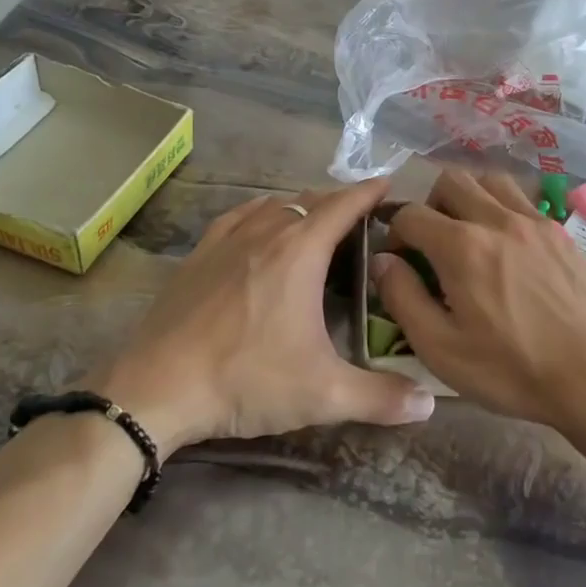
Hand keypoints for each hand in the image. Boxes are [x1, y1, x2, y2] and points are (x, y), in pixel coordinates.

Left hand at [97, 179, 434, 454]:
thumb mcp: (323, 394)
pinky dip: (260, 214)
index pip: (344, 205)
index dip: (369, 191)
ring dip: (301, 206)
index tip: (388, 182)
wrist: (156, 388)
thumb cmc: (246, 380)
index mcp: (300, 251)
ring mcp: (227, 240)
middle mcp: (266, 232)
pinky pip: (238, 218)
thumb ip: (381, 397)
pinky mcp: (198, 255)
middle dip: (339, 201)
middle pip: (310, 200)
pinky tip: (259, 226)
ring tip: (316, 220)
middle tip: (362, 215)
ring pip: (273, 205)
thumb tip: (429, 404)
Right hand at [371, 169, 585, 435]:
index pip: (411, 215)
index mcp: (461, 247)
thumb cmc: (512, 369)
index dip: (395, 233)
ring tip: (469, 234)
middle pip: (450, 180)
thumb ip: (403, 298)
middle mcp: (496, 220)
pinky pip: (522, 199)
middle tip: (433, 242)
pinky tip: (508, 245)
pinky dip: (503, 208)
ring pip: (489, 179)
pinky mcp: (560, 231)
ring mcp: (534, 221)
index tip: (399, 258)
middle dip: (430, 204)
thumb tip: (383, 261)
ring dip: (469, 197)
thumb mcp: (441, 349)